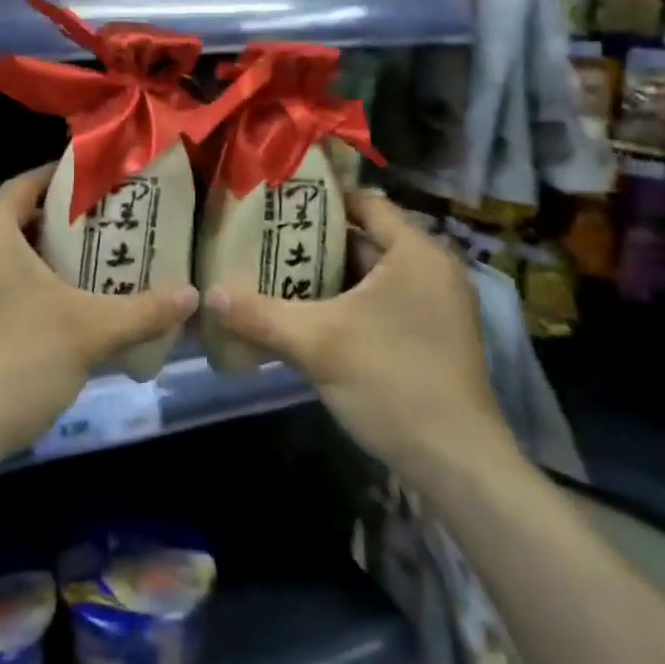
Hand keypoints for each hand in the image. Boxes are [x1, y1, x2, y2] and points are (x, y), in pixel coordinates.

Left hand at [0, 164, 199, 468]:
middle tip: (105, 233)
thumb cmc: (15, 362)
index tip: (103, 187)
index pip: (27, 184)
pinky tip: (45, 315)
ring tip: (83, 272)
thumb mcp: (90, 332)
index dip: (66, 180)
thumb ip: (145, 310)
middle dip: (58, 226)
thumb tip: (193, 296)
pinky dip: (11, 287)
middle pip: (12, 220)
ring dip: (35, 260)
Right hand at [205, 192, 515, 484]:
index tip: (277, 204)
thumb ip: (260, 314)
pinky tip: (305, 316)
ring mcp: (434, 306)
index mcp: (415, 253)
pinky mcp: (430, 337)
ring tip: (273, 274)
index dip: (321, 200)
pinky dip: (346, 305)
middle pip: (365, 240)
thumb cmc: (392, 381)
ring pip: (370, 277)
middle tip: (264, 241)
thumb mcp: (316, 344)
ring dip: (327, 278)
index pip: (366, 203)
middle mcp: (431, 270)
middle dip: (315, 243)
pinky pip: (381, 304)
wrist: (456, 463)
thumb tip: (208, 293)